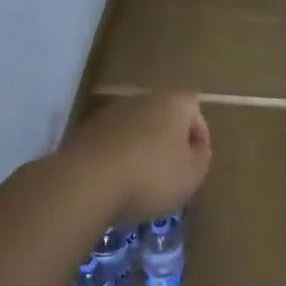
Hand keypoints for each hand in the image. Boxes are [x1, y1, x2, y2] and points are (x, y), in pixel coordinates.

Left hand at [61, 92, 211, 224]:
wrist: (86, 182)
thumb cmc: (151, 175)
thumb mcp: (192, 175)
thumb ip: (201, 158)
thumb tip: (195, 149)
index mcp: (172, 103)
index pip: (194, 108)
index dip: (199, 135)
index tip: (196, 161)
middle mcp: (140, 100)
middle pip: (162, 118)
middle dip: (168, 142)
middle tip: (172, 173)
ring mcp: (108, 114)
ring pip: (135, 131)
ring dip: (141, 151)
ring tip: (142, 184)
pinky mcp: (84, 133)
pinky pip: (111, 145)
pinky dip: (117, 160)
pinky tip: (116, 185)